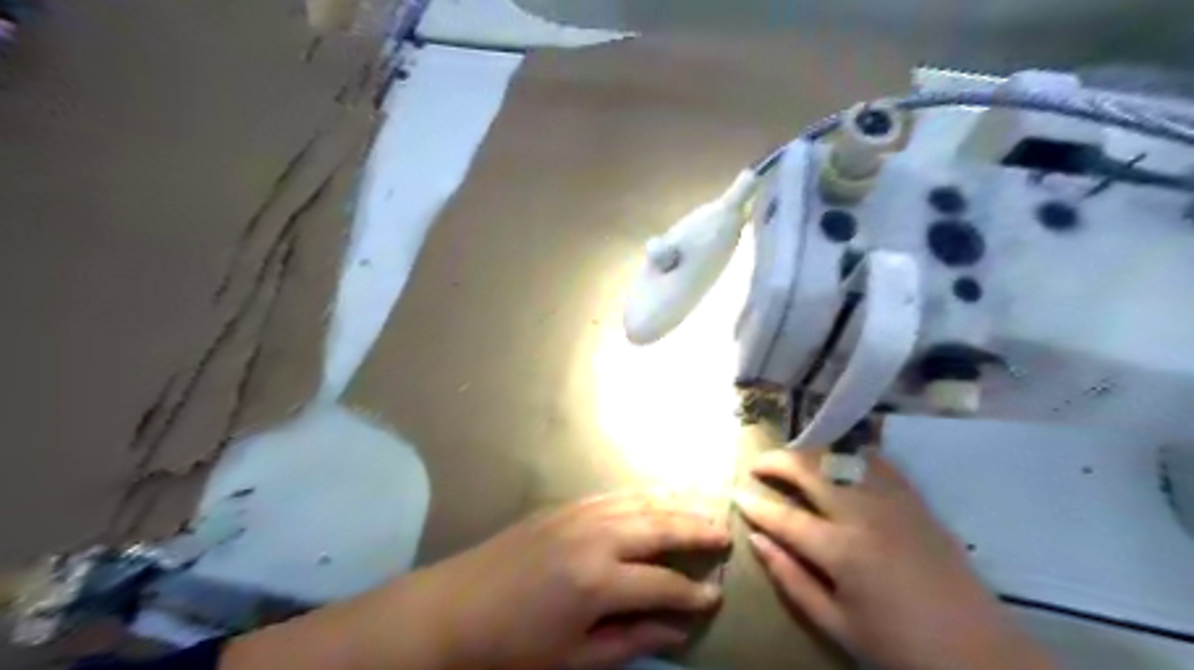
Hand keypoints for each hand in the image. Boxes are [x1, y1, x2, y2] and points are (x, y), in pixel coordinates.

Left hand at [223, 486, 726, 669]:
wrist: (450, 610)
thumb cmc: (511, 648)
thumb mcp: (574, 658)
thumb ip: (631, 639)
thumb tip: (679, 627)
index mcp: (598, 581)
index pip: (663, 584)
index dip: (693, 593)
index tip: (716, 595)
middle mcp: (594, 536)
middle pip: (659, 527)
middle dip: (696, 530)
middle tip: (725, 534)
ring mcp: (577, 514)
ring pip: (639, 502)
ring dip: (674, 505)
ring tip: (702, 508)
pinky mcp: (562, 506)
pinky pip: (613, 495)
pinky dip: (642, 495)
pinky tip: (656, 498)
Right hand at [738, 448, 1052, 669]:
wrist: (978, 653)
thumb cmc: (898, 646)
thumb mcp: (836, 625)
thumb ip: (791, 579)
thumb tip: (756, 540)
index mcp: (842, 551)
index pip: (784, 517)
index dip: (755, 504)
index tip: (736, 493)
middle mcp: (864, 514)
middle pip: (811, 470)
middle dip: (777, 461)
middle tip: (758, 465)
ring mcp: (893, 501)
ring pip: (841, 457)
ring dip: (810, 452)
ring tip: (792, 459)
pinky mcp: (915, 499)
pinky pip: (876, 461)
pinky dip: (849, 453)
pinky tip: (837, 459)